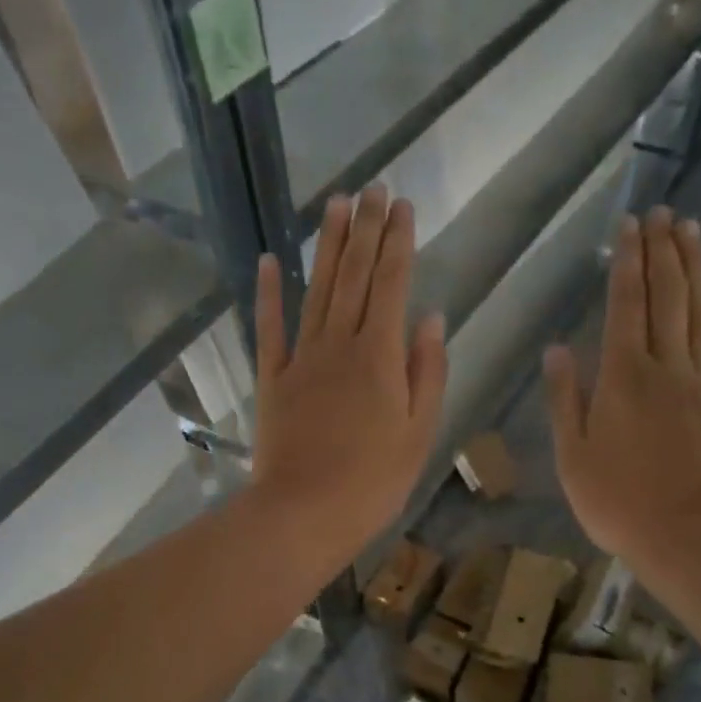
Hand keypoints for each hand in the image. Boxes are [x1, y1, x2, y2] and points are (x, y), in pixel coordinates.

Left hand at [250, 185, 447, 567]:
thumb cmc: (373, 482)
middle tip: (373, 189)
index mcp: (380, 356)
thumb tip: (431, 318)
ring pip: (317, 290)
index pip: (393, 285)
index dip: (399, 243)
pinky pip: (270, 329)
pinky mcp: (273, 380)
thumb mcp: (419, 433)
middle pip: (356, 277)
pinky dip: (270, 294)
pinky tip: (272, 261)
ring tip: (336, 205)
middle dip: (367, 230)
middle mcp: (340, 345)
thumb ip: (427, 372)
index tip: (403, 206)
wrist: (304, 512)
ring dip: (328, 247)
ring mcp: (301, 360)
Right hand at [544, 207, 700, 584]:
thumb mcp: (570, 456)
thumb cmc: (617, 501)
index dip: (626, 264)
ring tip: (693, 229)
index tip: (629, 226)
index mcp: (621, 378)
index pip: (623, 307)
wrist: (687, 535)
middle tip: (662, 212)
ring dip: (697, 270)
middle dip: (661, 253)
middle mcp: (665, 368)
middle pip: (665, 299)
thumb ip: (563, 399)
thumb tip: (557, 349)